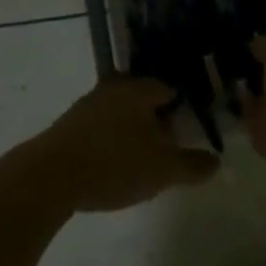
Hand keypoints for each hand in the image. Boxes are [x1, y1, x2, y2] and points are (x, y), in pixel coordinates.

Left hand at [25, 78, 219, 212]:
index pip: (169, 89)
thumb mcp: (162, 170)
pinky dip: (111, 141)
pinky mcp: (69, 126)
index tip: (189, 130)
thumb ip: (192, 165)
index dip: (182, 108)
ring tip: (142, 161)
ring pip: (120, 113)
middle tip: (168, 147)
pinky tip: (113, 165)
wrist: (49, 177)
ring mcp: (87, 104)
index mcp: (139, 89)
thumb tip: (216, 161)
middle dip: (156, 120)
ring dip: (132, 131)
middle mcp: (114, 87)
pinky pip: (100, 128)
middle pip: (143, 99)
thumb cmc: (114, 164)